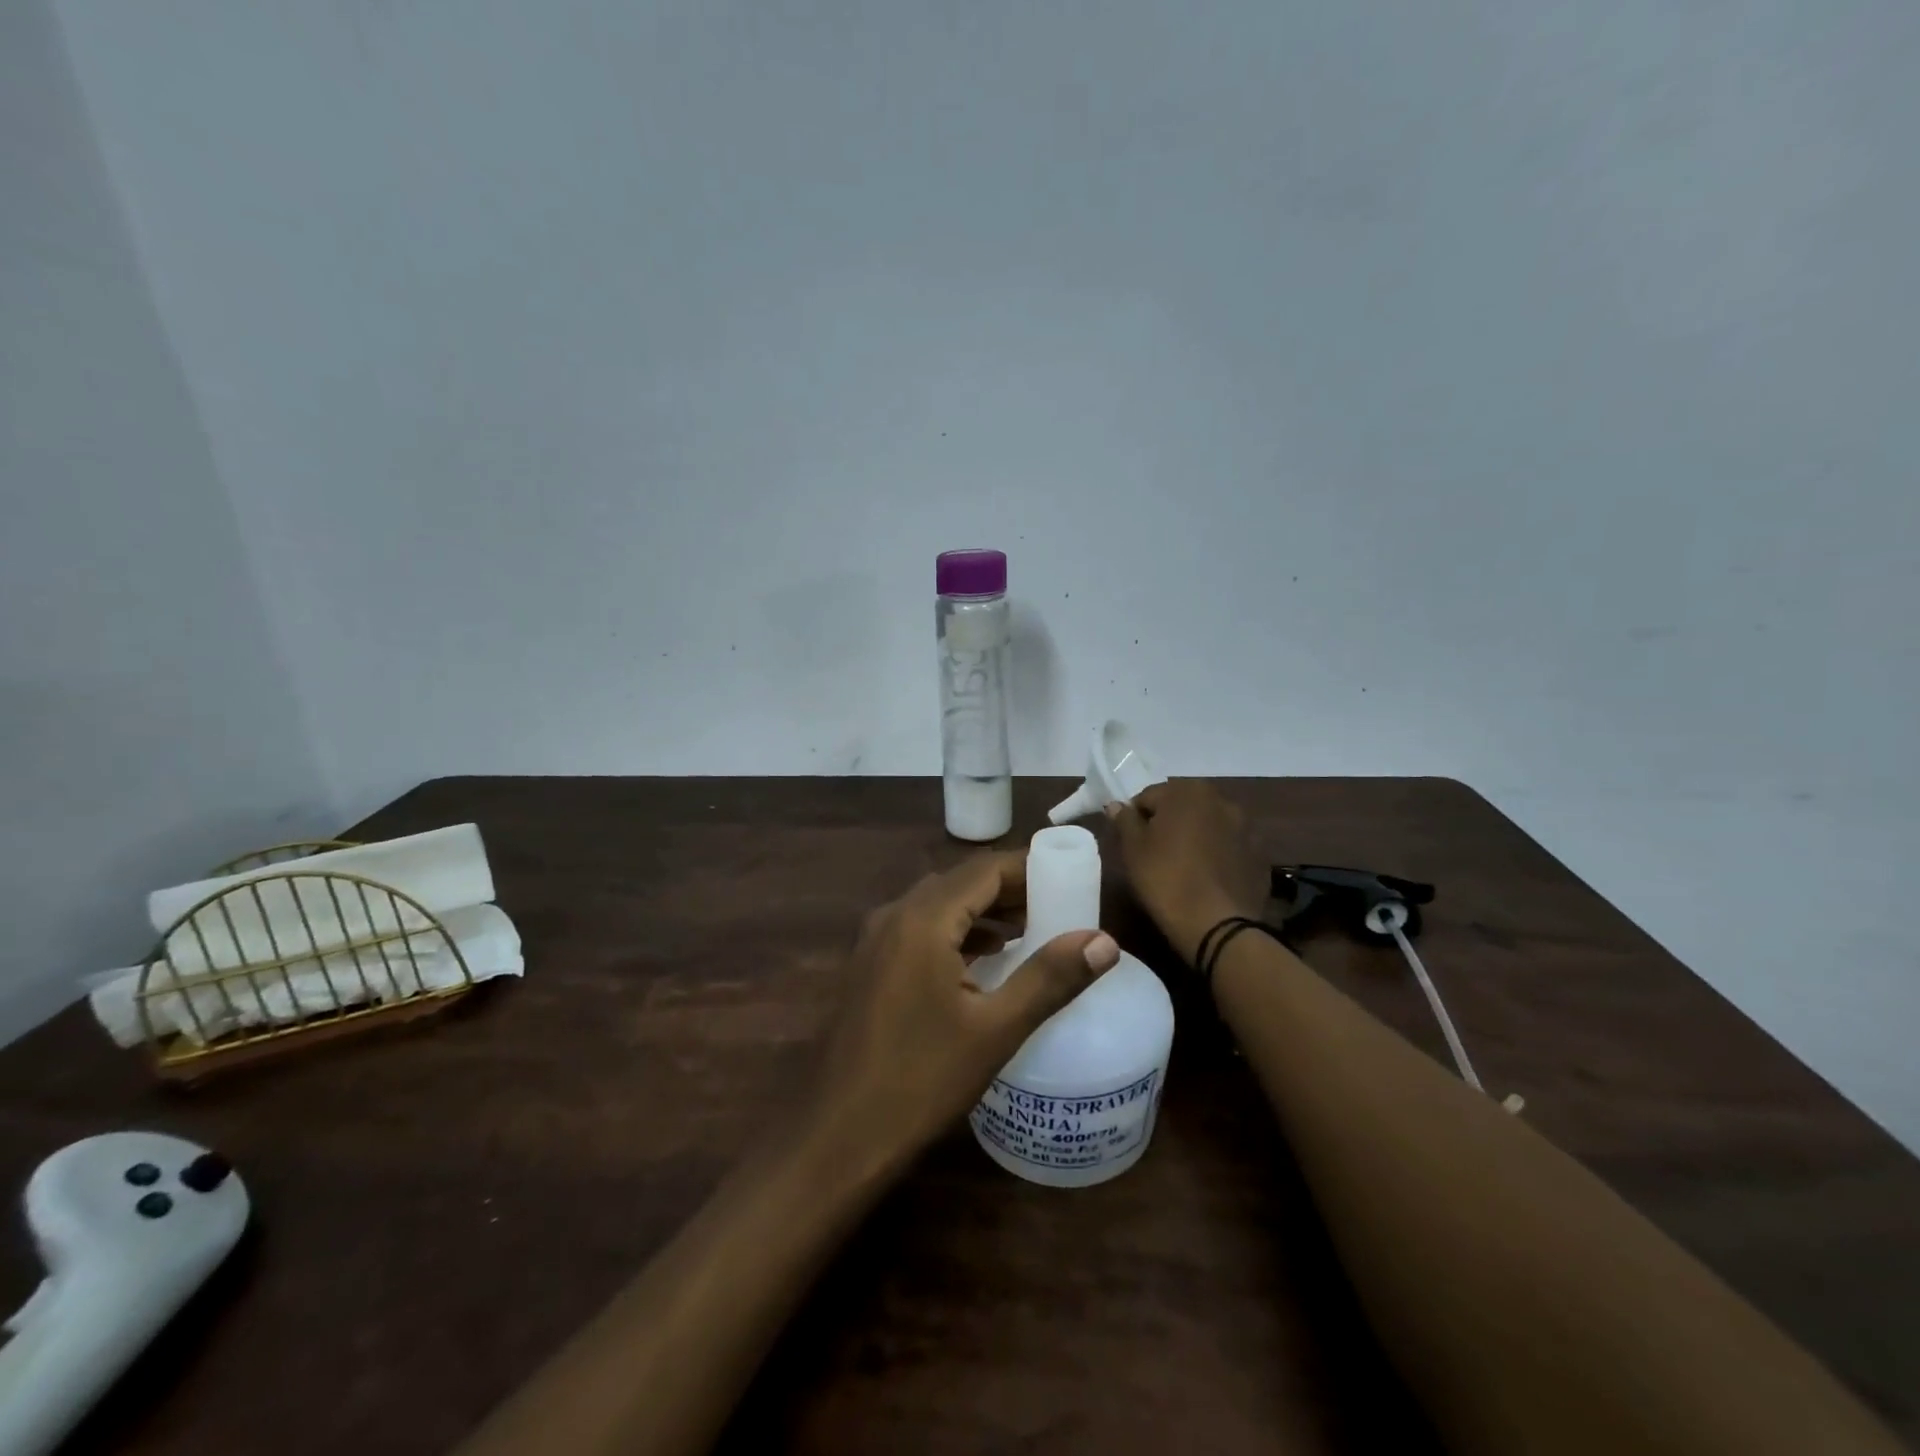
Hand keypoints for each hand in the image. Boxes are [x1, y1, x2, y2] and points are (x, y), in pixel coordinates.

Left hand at [805, 853, 1121, 1168]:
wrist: (836, 1136)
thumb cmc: (920, 1080)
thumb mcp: (995, 1030)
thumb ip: (1050, 979)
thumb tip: (1105, 941)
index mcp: (922, 919)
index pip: (984, 869)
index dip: (1029, 868)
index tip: (1070, 879)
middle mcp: (893, 915)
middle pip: (959, 882)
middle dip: (1009, 889)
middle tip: (1058, 906)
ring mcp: (874, 941)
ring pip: (937, 905)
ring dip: (982, 911)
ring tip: (1030, 930)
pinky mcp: (868, 966)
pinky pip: (919, 929)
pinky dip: (955, 932)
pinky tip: (983, 960)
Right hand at [1108, 780, 1270, 965]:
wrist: (1216, 925)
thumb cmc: (1165, 878)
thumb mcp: (1132, 849)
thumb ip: (1124, 820)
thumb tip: (1116, 805)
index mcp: (1187, 791)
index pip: (1149, 796)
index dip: (1135, 819)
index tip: (1131, 843)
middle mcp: (1221, 800)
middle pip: (1182, 806)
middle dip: (1168, 823)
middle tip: (1155, 854)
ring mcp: (1245, 826)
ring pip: (1208, 825)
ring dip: (1195, 836)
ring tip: (1183, 866)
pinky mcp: (1259, 854)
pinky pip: (1229, 846)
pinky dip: (1217, 854)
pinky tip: (1206, 878)